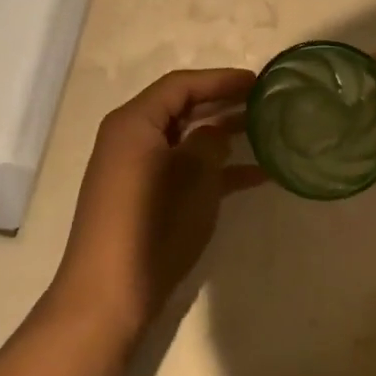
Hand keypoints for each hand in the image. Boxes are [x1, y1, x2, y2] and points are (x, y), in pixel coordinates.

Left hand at [49, 67, 261, 334]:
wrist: (109, 295)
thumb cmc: (152, 224)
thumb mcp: (193, 176)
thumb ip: (210, 142)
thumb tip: (216, 132)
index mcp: (135, 122)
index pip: (181, 85)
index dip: (221, 79)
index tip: (258, 81)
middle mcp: (131, 138)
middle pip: (182, 108)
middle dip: (223, 104)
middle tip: (263, 102)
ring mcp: (136, 170)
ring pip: (186, 139)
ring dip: (223, 135)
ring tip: (265, 132)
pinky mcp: (144, 197)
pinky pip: (183, 169)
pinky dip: (214, 169)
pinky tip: (256, 176)